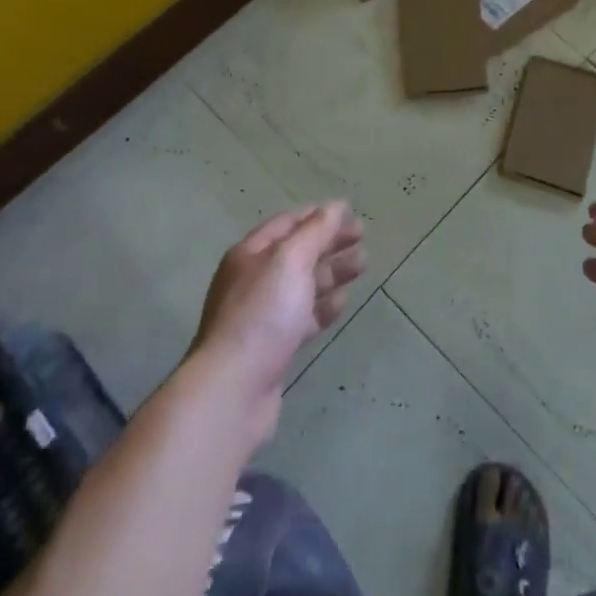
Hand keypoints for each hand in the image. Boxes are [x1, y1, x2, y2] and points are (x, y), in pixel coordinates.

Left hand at [188, 202, 364, 444]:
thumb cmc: (262, 314)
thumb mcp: (290, 261)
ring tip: (362, 264)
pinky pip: (304, 317)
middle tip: (362, 236)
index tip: (350, 211)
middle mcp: (254, 280)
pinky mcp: (274, 346)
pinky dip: (324, 307)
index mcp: (251, 253)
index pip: (287, 222)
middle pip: (297, 252)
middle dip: (329, 241)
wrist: (233, 390)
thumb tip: (335, 206)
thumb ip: (315, 231)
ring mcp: (263, 315)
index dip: (318, 214)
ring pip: (304, 284)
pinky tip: (343, 303)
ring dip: (333, 271)